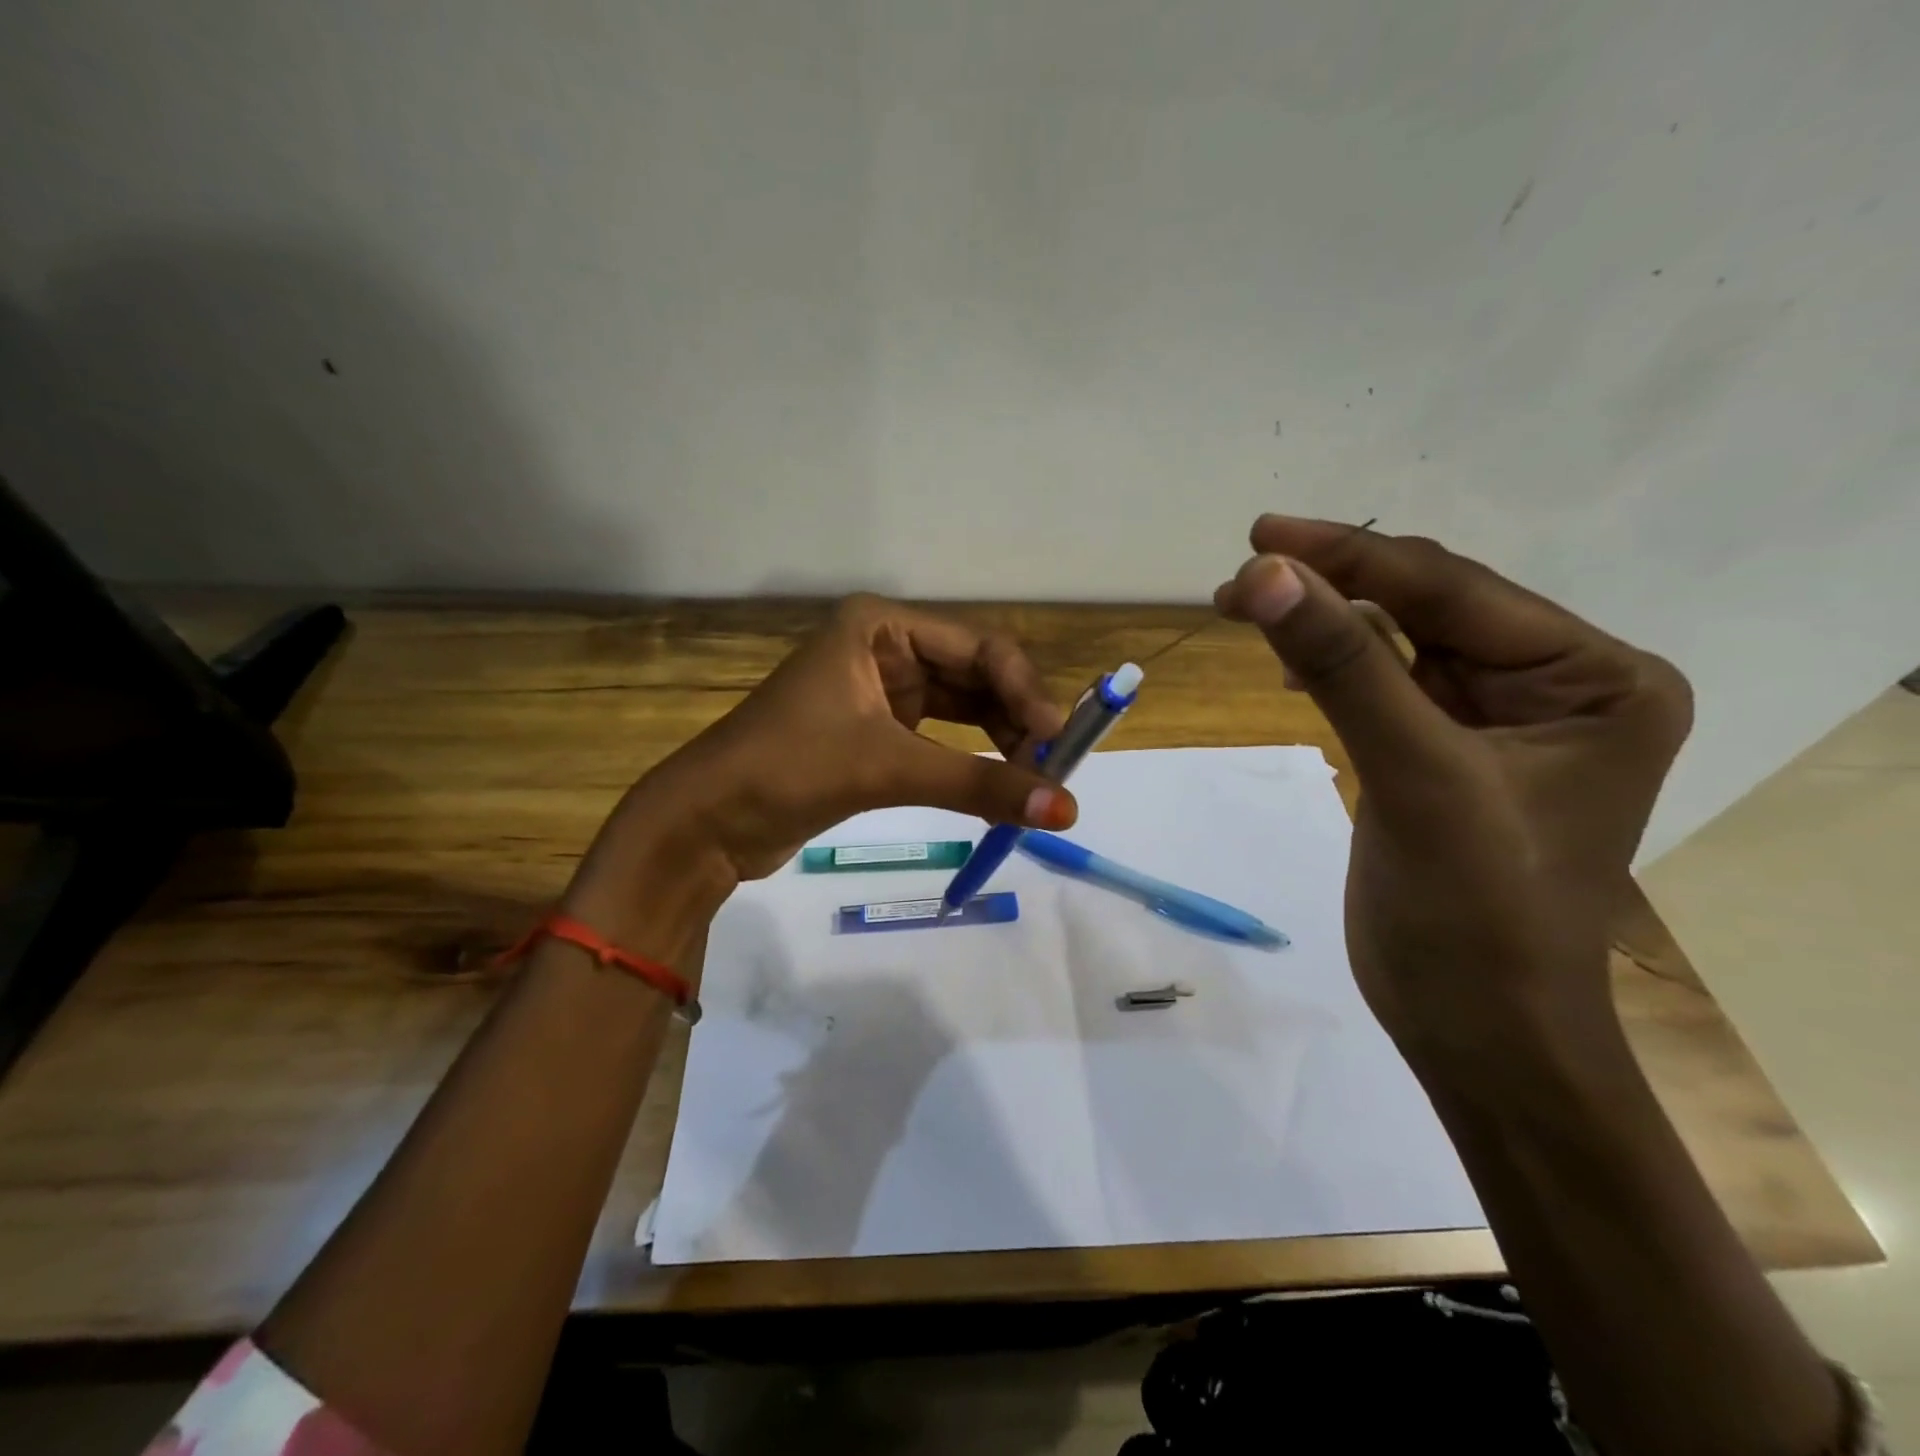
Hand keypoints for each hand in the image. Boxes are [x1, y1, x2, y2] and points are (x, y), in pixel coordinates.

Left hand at [571, 595, 1078, 940]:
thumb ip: (979, 783)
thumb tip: (1065, 809)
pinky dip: (970, 760)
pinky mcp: (874, 732)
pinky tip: (998, 783)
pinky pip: (940, 738)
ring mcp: (879, 690)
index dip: (1024, 690)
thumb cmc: (787, 769)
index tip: (1056, 741)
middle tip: (1053, 766)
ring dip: (999, 741)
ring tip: (1032, 779)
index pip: (978, 648)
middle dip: (1015, 718)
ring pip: (961, 708)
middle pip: (974, 675)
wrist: (707, 822)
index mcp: (880, 626)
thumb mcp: (886, 767)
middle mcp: (883, 647)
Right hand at [1215, 516, 1691, 1059]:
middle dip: (1332, 587)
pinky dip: (1331, 666)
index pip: (1455, 591)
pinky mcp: (1441, 753)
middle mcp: (1556, 686)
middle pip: (1426, 607)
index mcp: (1595, 678)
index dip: (1352, 557)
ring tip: (1246, 607)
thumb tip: (1267, 574)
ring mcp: (1496, 721)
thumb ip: (1342, 665)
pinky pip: (1383, 685)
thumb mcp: (1414, 774)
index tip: (1261, 536)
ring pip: (1397, 642)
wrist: (1477, 1028)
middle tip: (1240, 579)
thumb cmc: (1475, 912)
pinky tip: (1288, 663)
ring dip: (1324, 622)